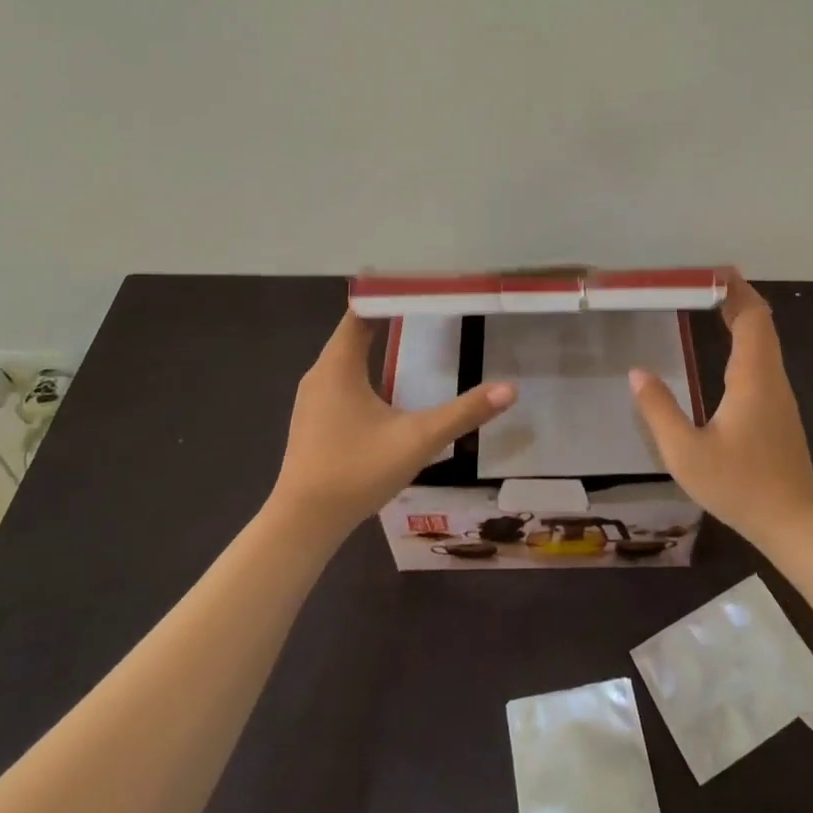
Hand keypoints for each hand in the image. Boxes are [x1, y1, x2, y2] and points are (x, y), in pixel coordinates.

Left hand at [271, 309, 517, 539]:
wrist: (302, 524)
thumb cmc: (356, 471)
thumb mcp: (418, 440)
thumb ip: (464, 412)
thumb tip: (510, 389)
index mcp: (339, 365)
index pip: (361, 311)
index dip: (390, 295)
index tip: (423, 287)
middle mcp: (321, 373)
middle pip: (355, 330)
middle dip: (391, 317)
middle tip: (431, 309)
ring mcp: (313, 397)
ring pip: (347, 357)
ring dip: (378, 344)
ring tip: (416, 338)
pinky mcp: (314, 419)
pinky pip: (342, 378)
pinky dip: (367, 369)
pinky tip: (391, 385)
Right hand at [629, 273, 812, 547]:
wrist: (796, 524)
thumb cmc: (741, 486)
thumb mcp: (686, 453)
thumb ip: (659, 410)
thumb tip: (637, 372)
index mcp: (752, 377)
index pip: (752, 317)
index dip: (734, 290)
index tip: (708, 272)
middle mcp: (771, 378)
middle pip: (760, 323)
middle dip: (734, 297)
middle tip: (698, 283)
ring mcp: (779, 395)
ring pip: (764, 342)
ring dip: (740, 318)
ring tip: (707, 306)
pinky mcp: (778, 412)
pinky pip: (761, 361)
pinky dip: (743, 341)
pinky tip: (722, 353)